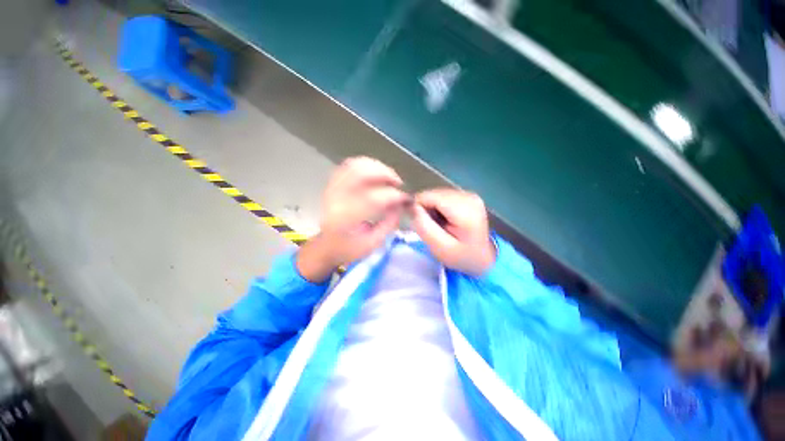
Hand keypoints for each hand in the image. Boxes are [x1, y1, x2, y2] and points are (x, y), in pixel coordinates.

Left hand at [297, 157, 408, 281]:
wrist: (326, 247)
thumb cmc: (349, 249)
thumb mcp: (373, 243)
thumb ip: (390, 222)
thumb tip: (401, 204)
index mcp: (346, 218)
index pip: (374, 198)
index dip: (395, 195)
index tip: (407, 199)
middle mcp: (336, 199)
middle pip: (362, 173)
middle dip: (386, 174)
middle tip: (398, 183)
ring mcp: (332, 189)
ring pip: (355, 165)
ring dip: (376, 167)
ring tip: (388, 177)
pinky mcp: (332, 185)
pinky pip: (349, 166)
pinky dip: (365, 165)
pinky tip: (375, 173)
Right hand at [411, 188, 495, 275]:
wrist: (484, 258)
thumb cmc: (462, 256)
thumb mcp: (440, 248)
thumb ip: (424, 226)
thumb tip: (412, 207)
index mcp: (464, 209)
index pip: (429, 196)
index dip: (418, 207)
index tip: (419, 223)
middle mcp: (468, 195)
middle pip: (433, 194)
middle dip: (426, 209)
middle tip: (431, 227)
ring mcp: (469, 194)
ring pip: (437, 194)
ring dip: (432, 208)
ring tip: (439, 225)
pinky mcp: (468, 196)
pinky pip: (443, 196)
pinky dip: (439, 207)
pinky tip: (445, 220)